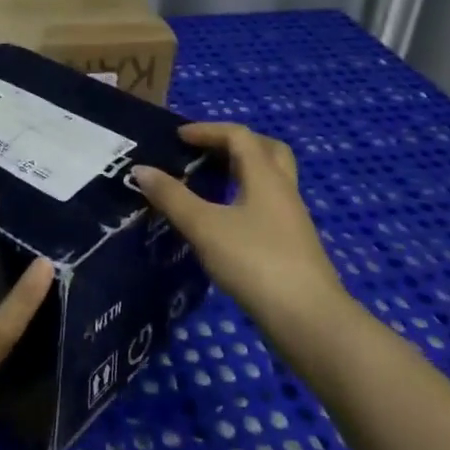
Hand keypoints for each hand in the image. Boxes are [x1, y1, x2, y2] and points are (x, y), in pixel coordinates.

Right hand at [134, 123, 344, 332]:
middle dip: (234, 144)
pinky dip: (245, 200)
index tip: (179, 137)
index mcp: (265, 176)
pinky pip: (268, 206)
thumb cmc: (255, 262)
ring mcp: (292, 219)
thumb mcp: (204, 227)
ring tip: (209, 185)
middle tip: (205, 153)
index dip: (207, 130)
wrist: (308, 319)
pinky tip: (225, 222)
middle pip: (266, 150)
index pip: (238, 136)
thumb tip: (141, 169)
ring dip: (241, 173)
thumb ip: (172, 197)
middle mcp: (283, 190)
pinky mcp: (293, 245)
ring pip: (270, 180)